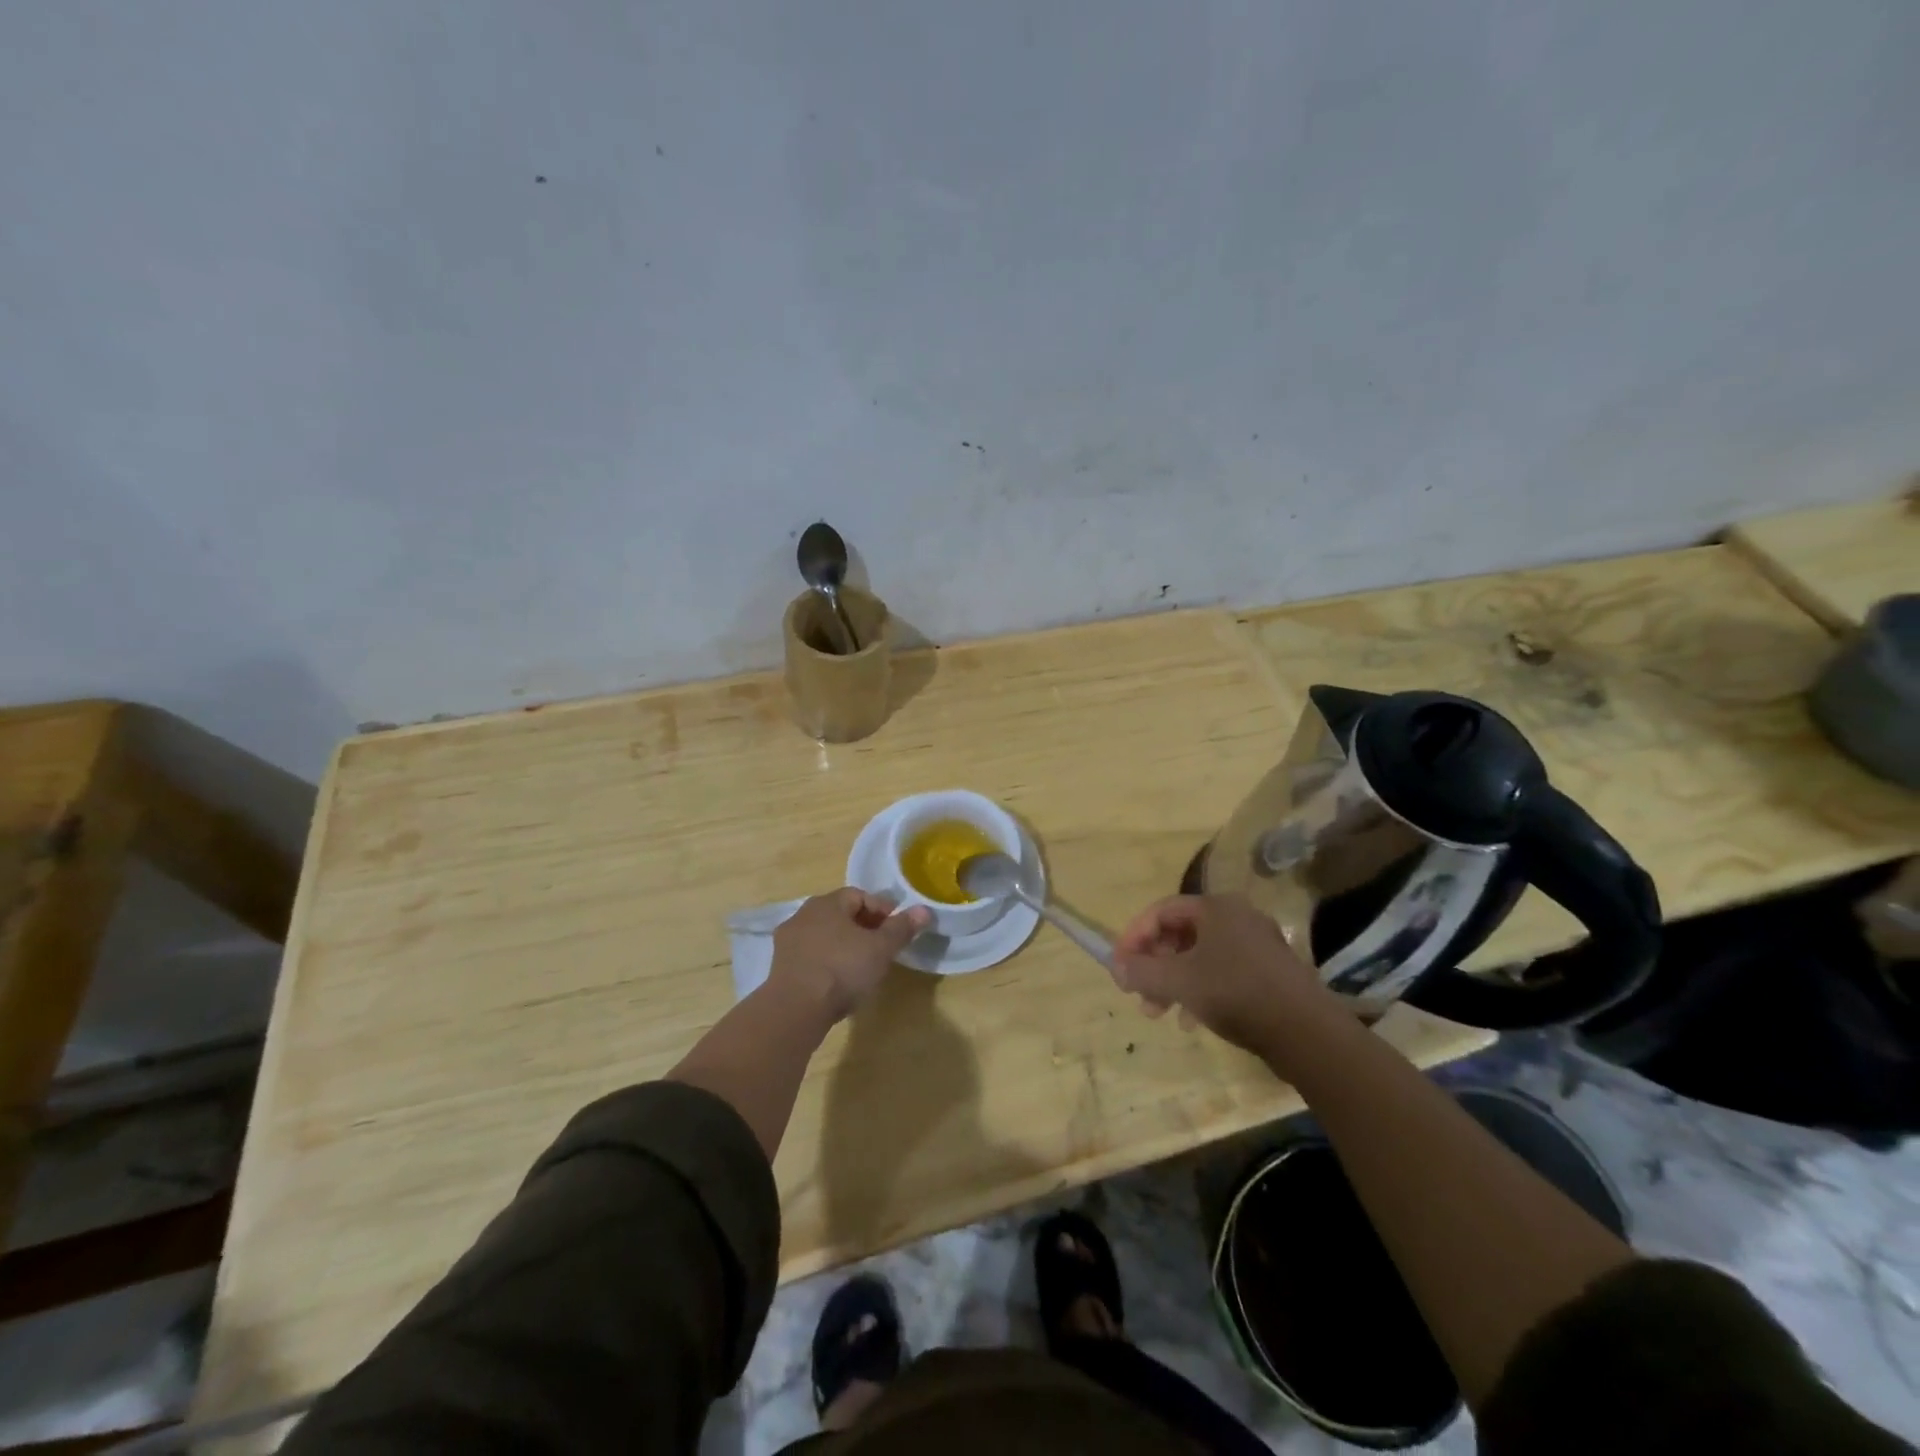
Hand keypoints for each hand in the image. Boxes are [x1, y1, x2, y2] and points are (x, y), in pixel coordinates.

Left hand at [769, 889, 930, 1021]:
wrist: (796, 1009)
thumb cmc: (843, 969)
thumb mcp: (881, 949)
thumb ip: (902, 928)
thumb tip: (924, 910)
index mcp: (827, 902)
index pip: (860, 895)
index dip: (882, 909)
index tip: (897, 930)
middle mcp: (804, 914)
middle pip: (841, 914)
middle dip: (864, 927)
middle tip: (883, 947)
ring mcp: (788, 940)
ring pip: (824, 935)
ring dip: (844, 945)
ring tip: (862, 966)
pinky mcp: (780, 966)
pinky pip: (811, 955)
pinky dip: (827, 961)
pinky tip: (838, 981)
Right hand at [1111, 893, 1351, 1056]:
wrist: (1307, 1032)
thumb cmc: (1235, 993)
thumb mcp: (1178, 981)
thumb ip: (1141, 970)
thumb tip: (1116, 965)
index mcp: (1215, 907)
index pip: (1161, 911)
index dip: (1134, 936)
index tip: (1118, 964)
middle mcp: (1237, 917)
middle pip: (1179, 933)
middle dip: (1153, 964)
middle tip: (1138, 993)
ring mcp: (1256, 944)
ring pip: (1199, 956)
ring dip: (1172, 981)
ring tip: (1159, 1013)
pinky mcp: (1269, 972)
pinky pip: (1221, 971)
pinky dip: (1199, 989)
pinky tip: (1192, 1020)